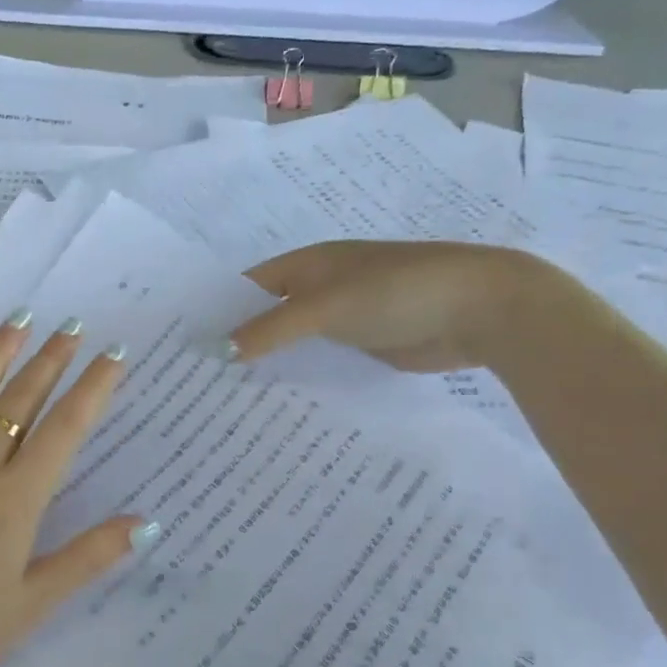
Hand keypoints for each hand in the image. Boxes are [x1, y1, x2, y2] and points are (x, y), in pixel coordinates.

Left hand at [0, 317, 145, 666]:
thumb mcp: (32, 603)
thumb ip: (88, 557)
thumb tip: (146, 522)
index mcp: (15, 500)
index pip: (64, 430)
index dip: (93, 389)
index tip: (113, 354)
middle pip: (19, 403)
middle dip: (50, 362)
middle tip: (71, 326)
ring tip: (18, 320)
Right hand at [227, 240, 562, 372]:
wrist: (480, 310)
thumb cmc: (397, 291)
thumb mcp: (326, 306)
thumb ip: (271, 328)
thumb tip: (219, 351)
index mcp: (309, 264)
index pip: (249, 286)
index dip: (219, 309)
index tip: (186, 343)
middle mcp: (320, 288)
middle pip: (269, 315)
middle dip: (239, 341)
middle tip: (200, 379)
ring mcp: (343, 318)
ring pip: (294, 341)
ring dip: (269, 363)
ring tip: (228, 397)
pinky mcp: (363, 346)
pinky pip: (320, 360)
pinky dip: (300, 376)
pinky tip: (276, 402)